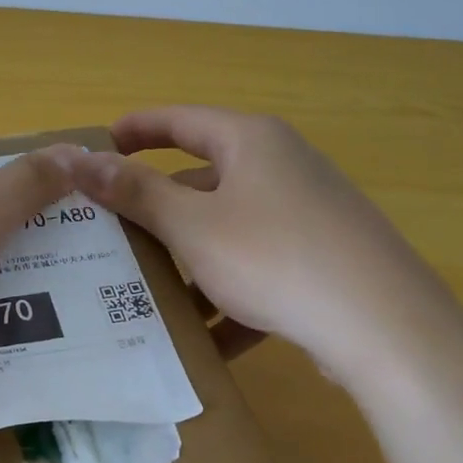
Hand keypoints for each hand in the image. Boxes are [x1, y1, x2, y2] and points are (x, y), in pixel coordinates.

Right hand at [68, 106, 462, 397]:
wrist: (381, 325)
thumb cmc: (273, 257)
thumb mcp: (192, 226)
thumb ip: (136, 192)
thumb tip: (80, 159)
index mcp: (251, 142)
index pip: (180, 121)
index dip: (136, 130)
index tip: (99, 147)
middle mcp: (283, 167)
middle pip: (204, 182)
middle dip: (158, 213)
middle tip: (113, 234)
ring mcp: (308, 215)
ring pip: (230, 233)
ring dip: (191, 264)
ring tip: (149, 295)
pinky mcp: (322, 261)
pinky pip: (260, 271)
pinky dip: (231, 300)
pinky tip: (206, 341)